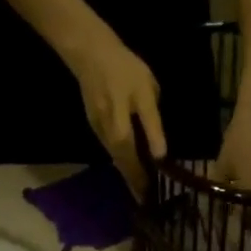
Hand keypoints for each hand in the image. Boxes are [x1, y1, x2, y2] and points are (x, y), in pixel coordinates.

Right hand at [64, 27, 166, 196]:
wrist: (90, 52)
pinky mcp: (94, 125)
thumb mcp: (147, 93)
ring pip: (115, 157)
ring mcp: (98, 130)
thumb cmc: (125, 69)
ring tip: (140, 187)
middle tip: (146, 198)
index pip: (134, 161)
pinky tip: (130, 164)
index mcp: (121, 128)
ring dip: (127, 173)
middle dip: (134, 182)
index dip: (142, 178)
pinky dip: (121, 159)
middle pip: (122, 164)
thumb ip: (153, 125)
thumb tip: (160, 154)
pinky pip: (110, 148)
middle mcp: (107, 134)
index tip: (150, 195)